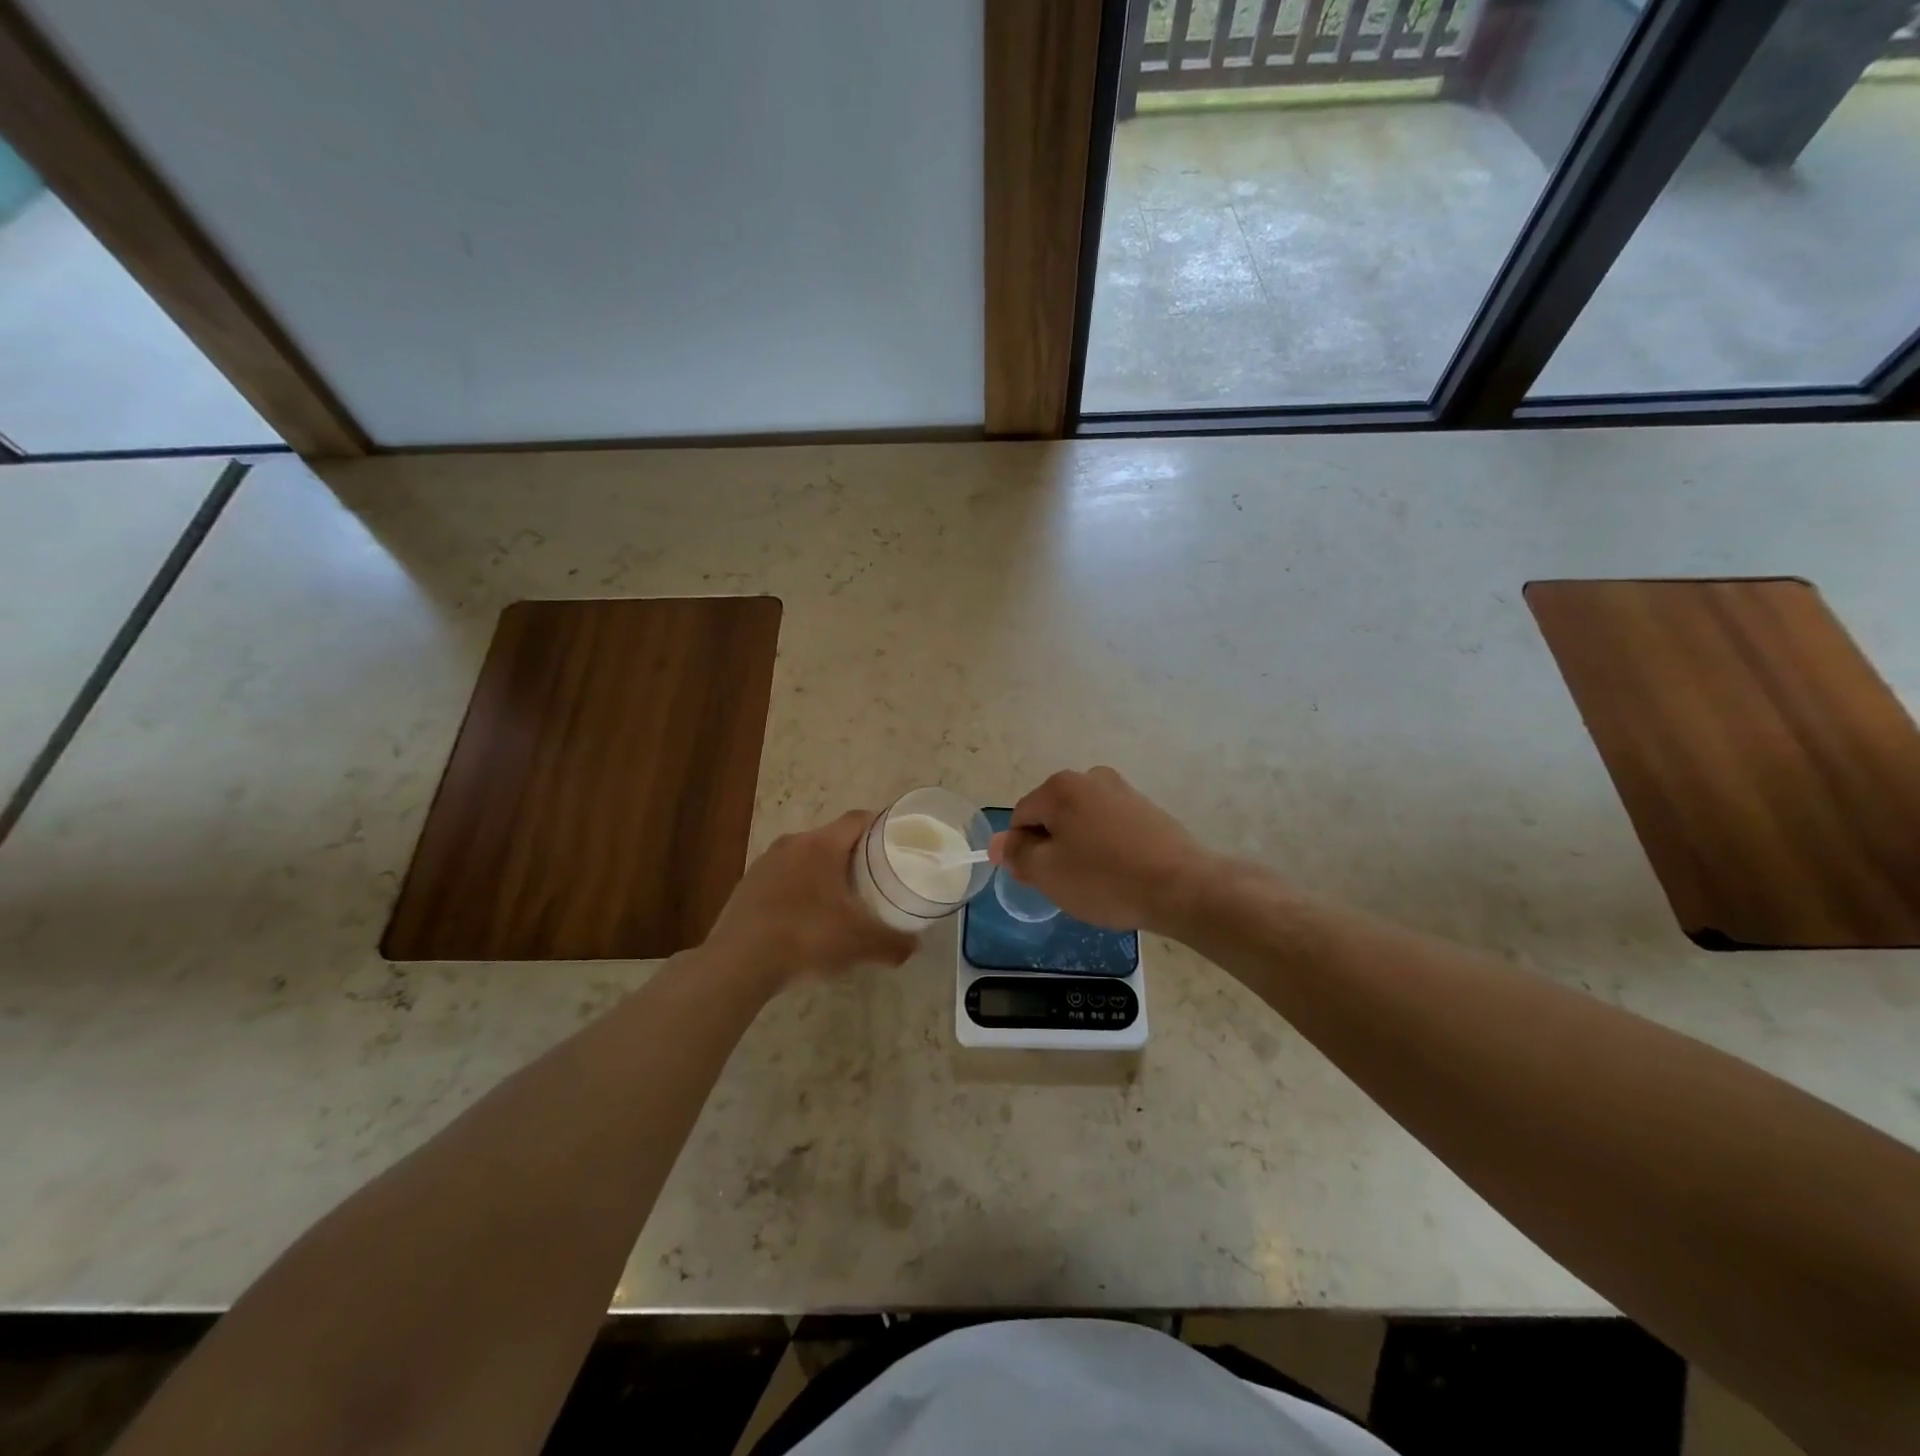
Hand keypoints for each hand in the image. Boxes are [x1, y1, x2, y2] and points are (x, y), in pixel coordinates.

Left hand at [704, 810, 919, 992]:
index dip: (882, 825)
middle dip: (855, 855)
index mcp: (822, 844)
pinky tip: (807, 920)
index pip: (859, 819)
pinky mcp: (747, 886)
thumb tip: (915, 946)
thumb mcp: (860, 943)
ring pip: (806, 859)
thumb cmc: (806, 937)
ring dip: (825, 873)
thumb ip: (894, 943)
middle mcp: (793, 844)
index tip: (898, 841)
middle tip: (876, 877)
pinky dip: (801, 891)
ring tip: (842, 900)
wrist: (737, 963)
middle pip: (833, 838)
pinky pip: (784, 879)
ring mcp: (765, 863)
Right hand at [990, 767, 1210, 932]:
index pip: (1020, 817)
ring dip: (1079, 848)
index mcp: (1060, 787)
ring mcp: (1123, 791)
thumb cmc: (1105, 879)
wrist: (1182, 887)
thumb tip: (1000, 843)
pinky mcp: (1147, 809)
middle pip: (1052, 816)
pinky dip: (1106, 848)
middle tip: (1066, 884)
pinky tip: (1119, 874)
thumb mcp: (1047, 872)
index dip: (1021, 851)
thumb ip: (1017, 854)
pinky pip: (1110, 828)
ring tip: (1096, 881)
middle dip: (1051, 847)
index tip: (1038, 880)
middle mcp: (1090, 778)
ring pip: (1082, 822)